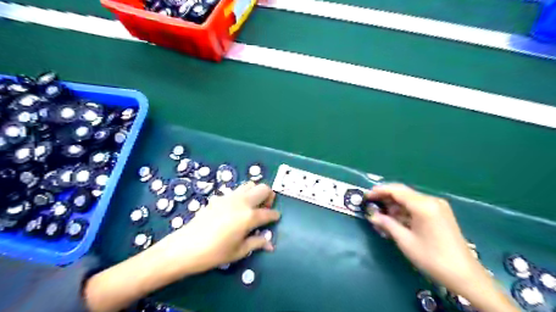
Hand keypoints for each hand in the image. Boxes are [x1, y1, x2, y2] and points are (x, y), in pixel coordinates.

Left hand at [152, 182, 280, 275]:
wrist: (185, 247)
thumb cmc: (214, 253)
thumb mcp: (239, 251)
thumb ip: (257, 243)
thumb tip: (270, 244)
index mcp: (249, 216)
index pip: (268, 212)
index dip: (275, 215)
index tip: (276, 218)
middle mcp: (242, 202)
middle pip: (263, 188)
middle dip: (269, 196)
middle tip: (265, 208)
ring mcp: (229, 197)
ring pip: (249, 185)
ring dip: (255, 192)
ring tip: (252, 206)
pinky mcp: (218, 198)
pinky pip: (235, 191)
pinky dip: (241, 195)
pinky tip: (235, 209)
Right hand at [366, 185, 521, 309]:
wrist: (465, 275)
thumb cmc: (432, 258)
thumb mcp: (405, 241)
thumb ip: (387, 224)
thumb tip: (372, 215)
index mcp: (424, 205)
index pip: (396, 190)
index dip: (379, 191)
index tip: (366, 196)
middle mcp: (431, 201)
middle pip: (403, 193)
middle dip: (386, 198)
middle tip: (371, 205)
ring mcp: (437, 206)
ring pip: (409, 199)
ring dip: (394, 205)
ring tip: (381, 215)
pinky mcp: (440, 213)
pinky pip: (417, 206)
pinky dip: (404, 210)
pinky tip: (396, 219)